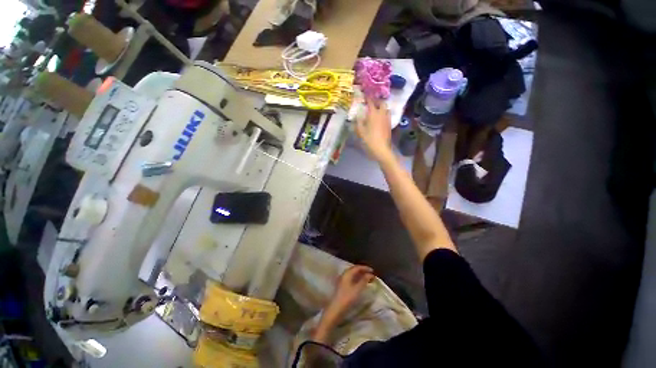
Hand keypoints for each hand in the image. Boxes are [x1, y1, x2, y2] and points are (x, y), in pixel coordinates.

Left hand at [326, 265, 374, 316]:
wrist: (336, 308)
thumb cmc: (347, 298)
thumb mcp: (357, 289)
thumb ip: (364, 280)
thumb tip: (370, 274)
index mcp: (347, 273)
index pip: (357, 267)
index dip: (365, 268)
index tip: (372, 271)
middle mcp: (344, 274)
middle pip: (354, 269)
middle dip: (363, 271)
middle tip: (370, 274)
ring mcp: (342, 279)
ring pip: (352, 274)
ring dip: (360, 274)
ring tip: (367, 278)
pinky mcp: (342, 285)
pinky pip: (351, 278)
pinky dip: (357, 278)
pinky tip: (360, 283)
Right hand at [356, 99, 392, 161]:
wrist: (381, 149)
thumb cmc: (369, 140)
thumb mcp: (360, 131)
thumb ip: (358, 121)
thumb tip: (357, 115)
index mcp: (373, 114)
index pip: (371, 102)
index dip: (368, 97)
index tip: (364, 95)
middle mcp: (382, 114)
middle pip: (382, 103)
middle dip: (377, 101)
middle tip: (371, 103)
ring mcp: (387, 120)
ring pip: (386, 109)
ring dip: (381, 107)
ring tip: (376, 110)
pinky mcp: (389, 125)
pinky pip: (387, 115)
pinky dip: (383, 114)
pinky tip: (379, 119)